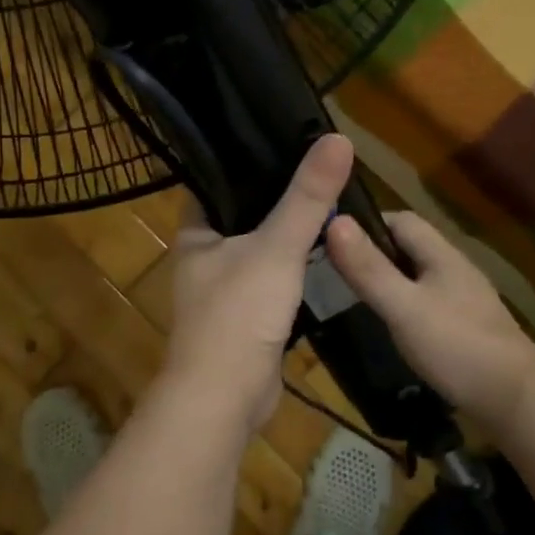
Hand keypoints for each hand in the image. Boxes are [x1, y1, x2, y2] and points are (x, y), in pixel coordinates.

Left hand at [161, 134, 354, 429]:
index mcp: (196, 232)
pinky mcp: (247, 317)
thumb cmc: (238, 315)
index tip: (285, 136)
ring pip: (261, 249)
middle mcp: (205, 256)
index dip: (247, 157)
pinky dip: (295, 267)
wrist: (226, 398)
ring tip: (330, 199)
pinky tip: (325, 251)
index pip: (217, 180)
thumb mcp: (276, 248)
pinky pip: (274, 280)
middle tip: (320, 167)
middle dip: (278, 195)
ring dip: (289, 232)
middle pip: (244, 213)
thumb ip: (307, 197)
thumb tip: (338, 138)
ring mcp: (225, 289)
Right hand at [326, 209, 534, 430]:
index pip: (401, 220)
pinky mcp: (467, 329)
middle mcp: (455, 271)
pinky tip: (390, 328)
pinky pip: (428, 304)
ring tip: (353, 299)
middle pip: (410, 248)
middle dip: (373, 254)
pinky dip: (404, 307)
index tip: (331, 240)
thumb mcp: (403, 307)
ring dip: (388, 282)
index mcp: (442, 256)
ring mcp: (464, 301)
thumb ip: (369, 268)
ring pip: (418, 278)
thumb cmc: (457, 346)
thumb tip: (336, 221)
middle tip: (334, 273)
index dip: (366, 224)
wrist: (517, 401)